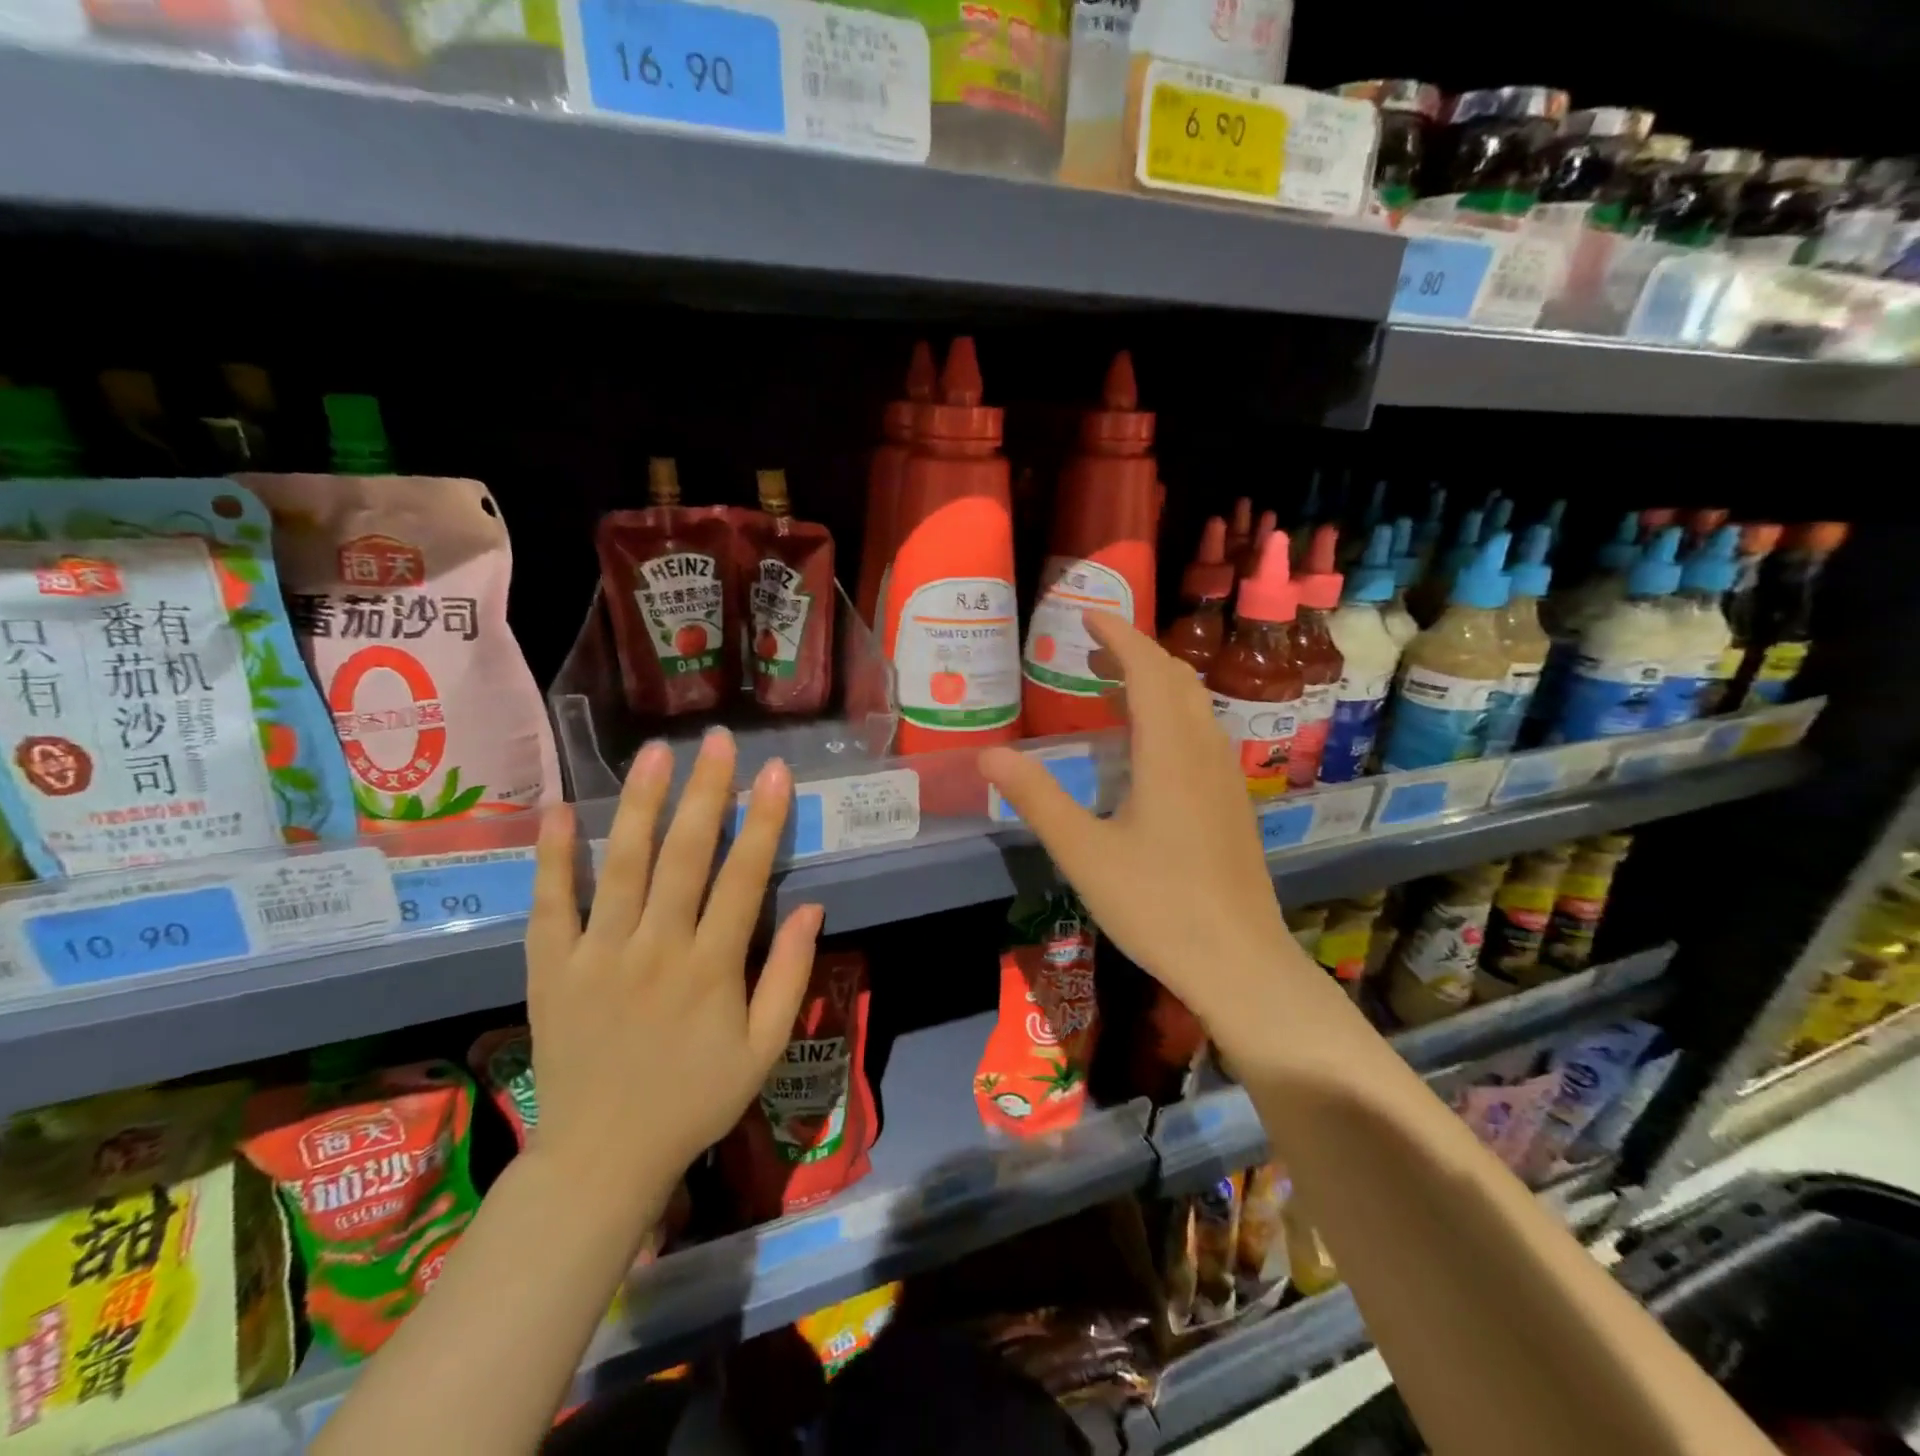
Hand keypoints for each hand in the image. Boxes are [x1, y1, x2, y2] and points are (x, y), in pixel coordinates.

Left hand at [525, 728, 822, 1201]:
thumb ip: (790, 975)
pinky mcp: (552, 969)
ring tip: (654, 754)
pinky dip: (553, 857)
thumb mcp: (763, 1048)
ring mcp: (598, 955)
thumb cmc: (694, 1099)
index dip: (763, 820)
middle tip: (717, 741)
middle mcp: (656, 949)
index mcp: (711, 968)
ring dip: (639, 805)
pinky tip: (558, 810)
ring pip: (620, 866)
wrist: (601, 1158)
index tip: (775, 771)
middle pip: (683, 857)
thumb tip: (814, 906)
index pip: (744, 877)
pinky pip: (551, 905)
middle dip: (704, 793)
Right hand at [979, 612, 1304, 1048]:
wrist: (1239, 961)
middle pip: (1176, 678)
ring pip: (1195, 705)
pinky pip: (1202, 732)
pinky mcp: (1233, 802)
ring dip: (1156, 682)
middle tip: (1091, 650)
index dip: (1118, 636)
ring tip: (1111, 688)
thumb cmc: (1157, 905)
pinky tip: (1147, 746)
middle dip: (1136, 653)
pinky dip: (1171, 713)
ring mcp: (1226, 776)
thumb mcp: (1083, 852)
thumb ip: (1037, 798)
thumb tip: (987, 754)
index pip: (1147, 670)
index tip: (1087, 616)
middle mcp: (1204, 750)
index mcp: (1169, 752)